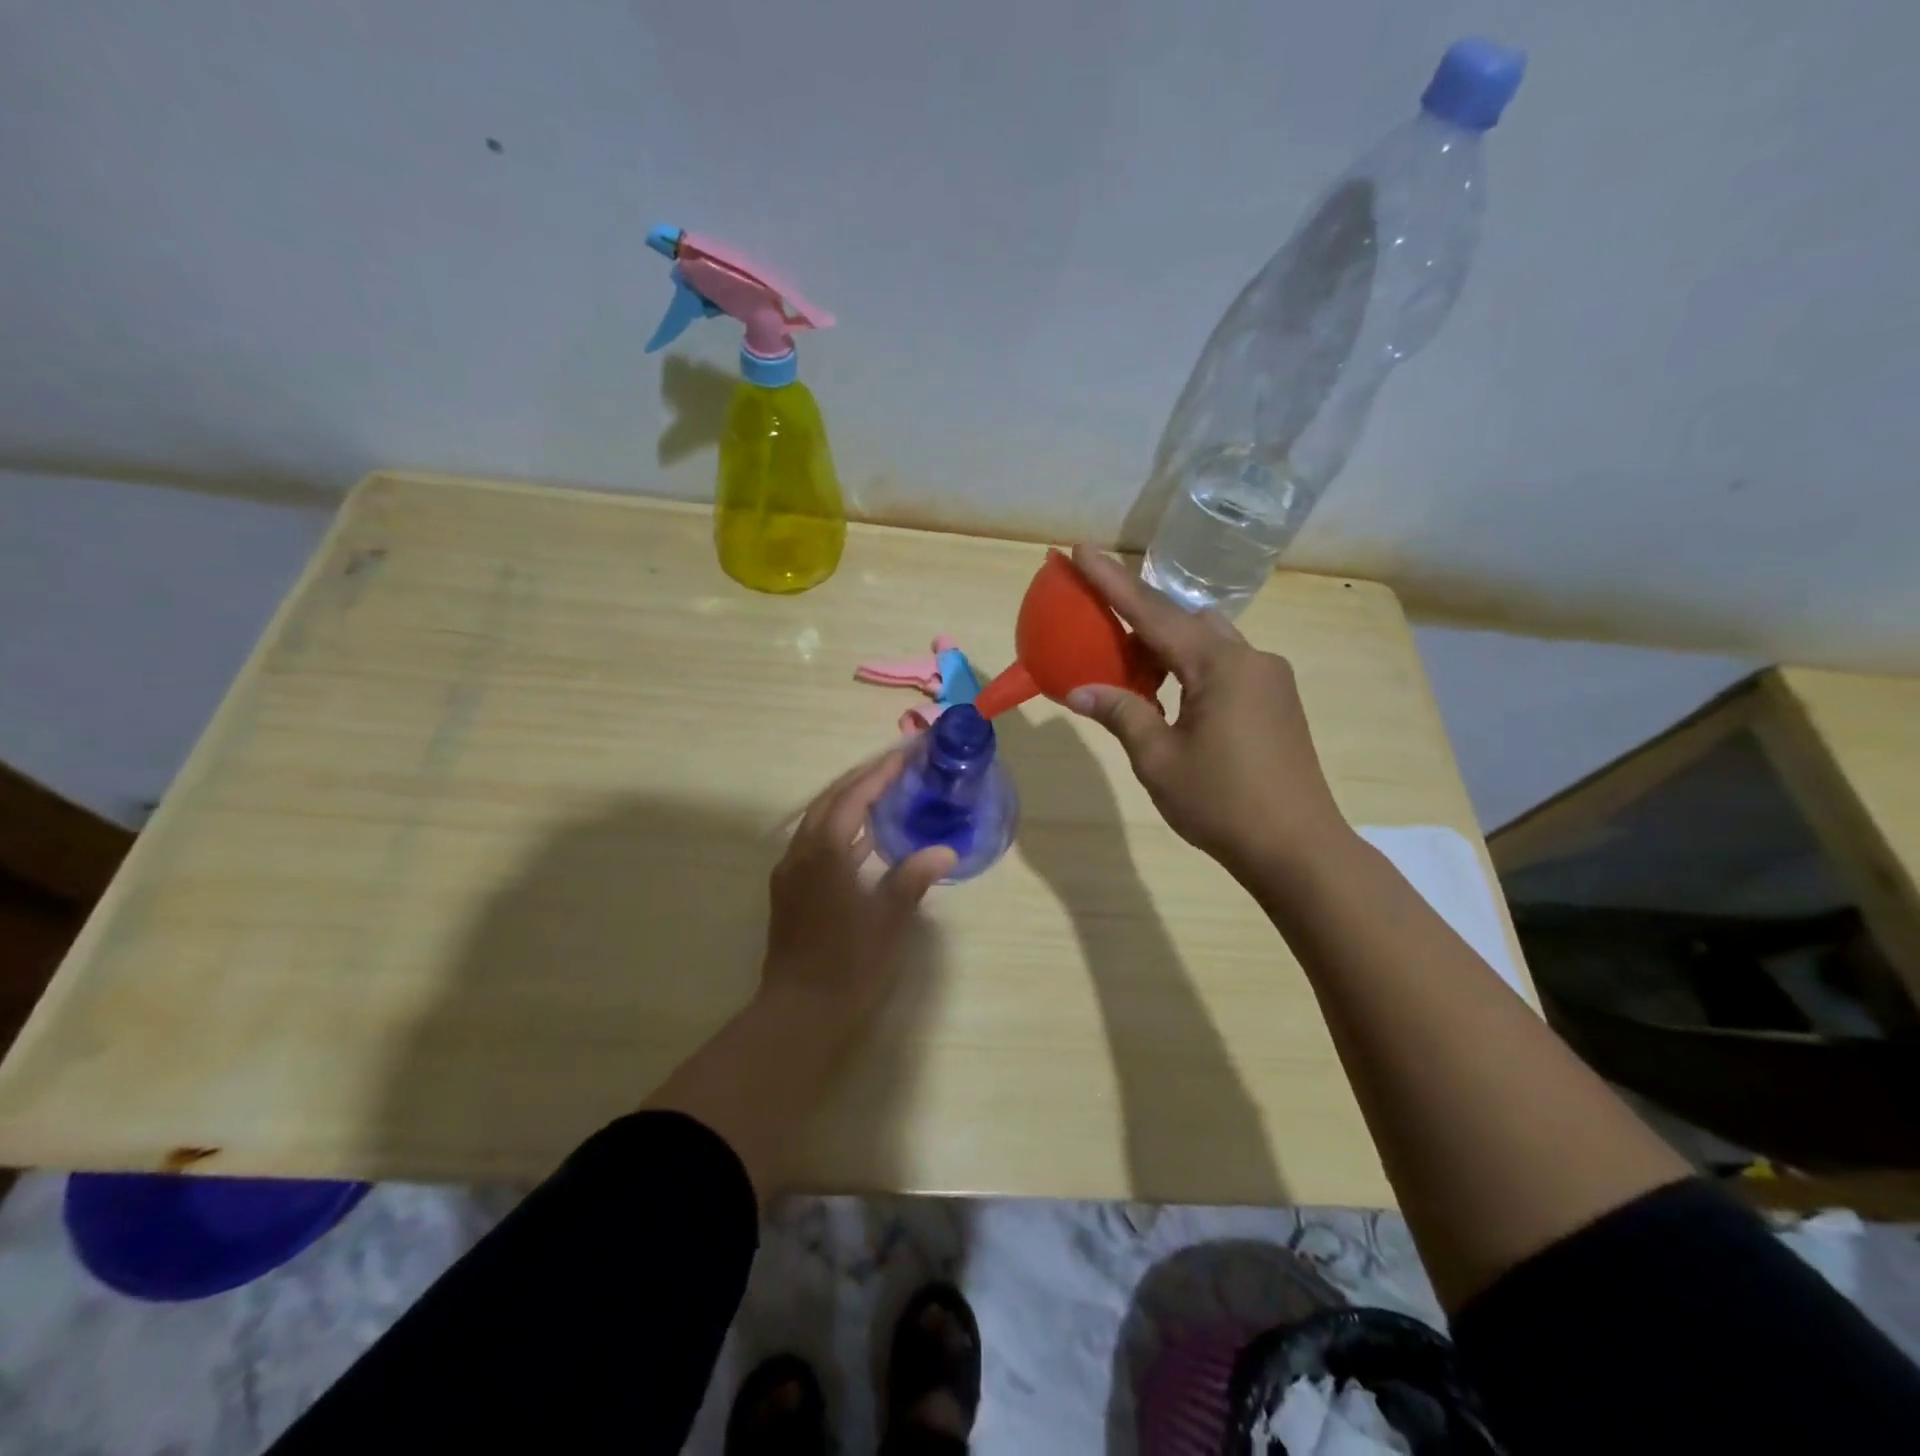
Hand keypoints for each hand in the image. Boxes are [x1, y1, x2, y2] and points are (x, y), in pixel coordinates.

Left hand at [760, 752, 956, 1024]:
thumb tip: (944, 851)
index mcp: (824, 853)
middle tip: (896, 767)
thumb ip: (913, 879)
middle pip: (829, 801)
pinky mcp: (789, 891)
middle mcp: (800, 854)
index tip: (906, 756)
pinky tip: (864, 840)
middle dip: (861, 780)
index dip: (879, 775)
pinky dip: (839, 829)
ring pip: (818, 821)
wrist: (799, 1012)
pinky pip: (815, 843)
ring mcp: (790, 873)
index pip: (853, 798)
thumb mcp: (888, 921)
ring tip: (884, 793)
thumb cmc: (848, 965)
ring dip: (848, 802)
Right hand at [1064, 544, 1349, 878]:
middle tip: (1103, 634)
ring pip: (1209, 643)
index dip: (1111, 582)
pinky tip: (1173, 700)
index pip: (1152, 613)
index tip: (1081, 549)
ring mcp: (1271, 679)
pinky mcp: (1279, 701)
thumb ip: (1121, 714)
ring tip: (1134, 677)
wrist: (1298, 848)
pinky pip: (1227, 666)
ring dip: (1169, 648)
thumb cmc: (1221, 803)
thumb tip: (1080, 690)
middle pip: (1186, 620)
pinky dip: (1192, 669)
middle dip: (1142, 619)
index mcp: (1219, 665)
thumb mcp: (1158, 759)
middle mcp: (1250, 658)